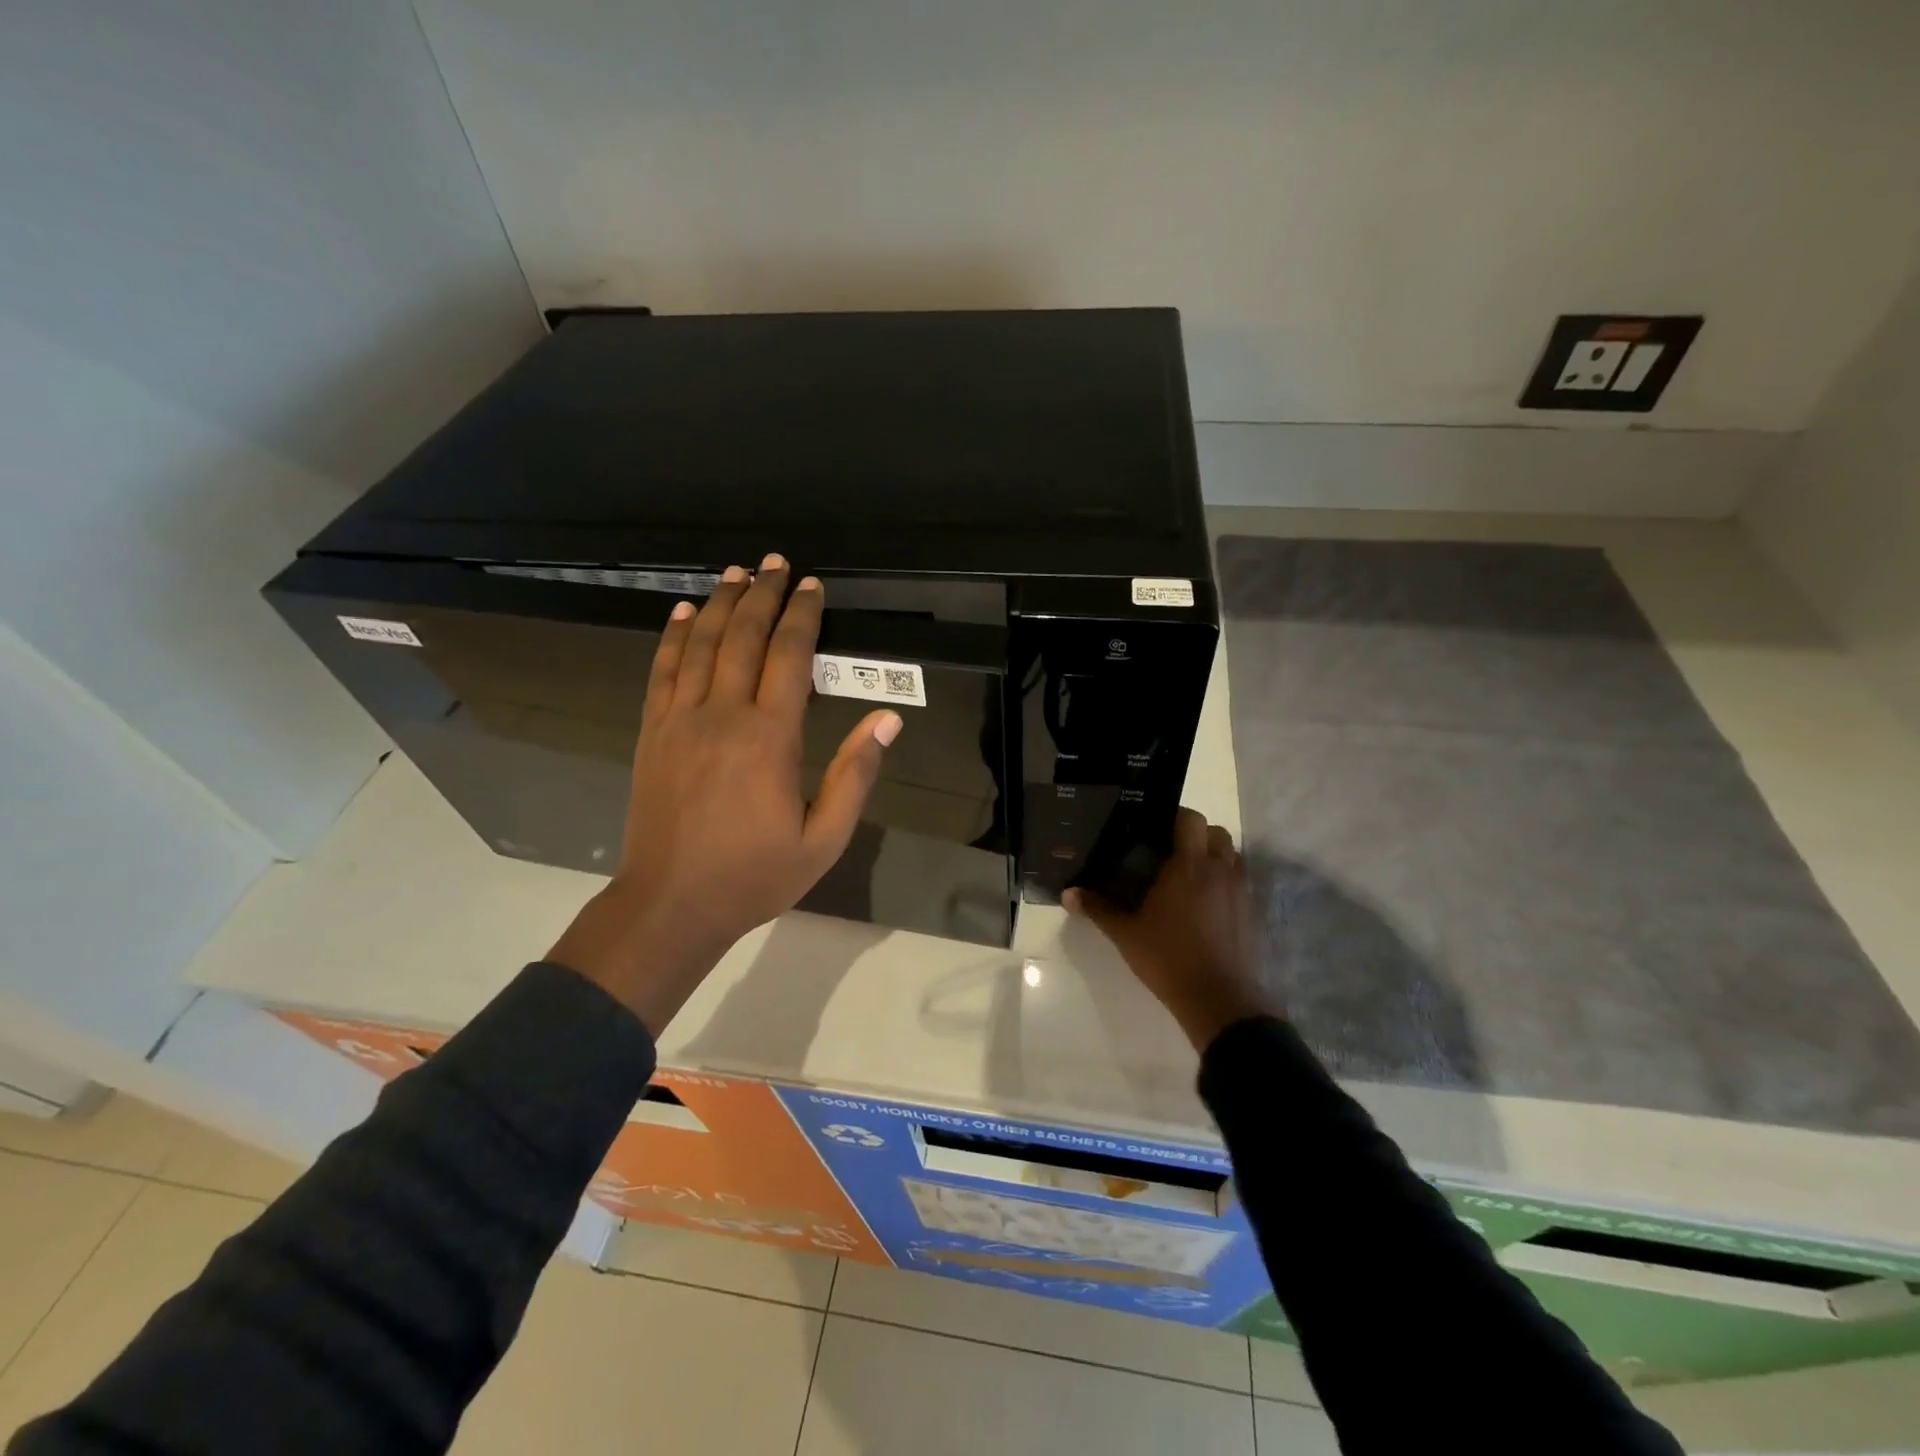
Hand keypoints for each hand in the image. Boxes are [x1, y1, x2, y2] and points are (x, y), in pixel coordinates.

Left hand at [550, 554, 901, 1033]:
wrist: (671, 904)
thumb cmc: (756, 874)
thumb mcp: (824, 838)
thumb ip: (856, 775)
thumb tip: (887, 720)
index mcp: (770, 737)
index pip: (789, 657)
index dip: (803, 616)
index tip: (812, 586)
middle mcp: (723, 715)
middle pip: (744, 637)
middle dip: (763, 595)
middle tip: (776, 563)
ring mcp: (680, 720)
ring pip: (701, 644)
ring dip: (721, 603)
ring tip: (737, 573)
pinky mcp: (652, 732)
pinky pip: (663, 671)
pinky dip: (674, 636)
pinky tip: (684, 612)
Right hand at [1065, 809, 1273, 1051]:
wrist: (1219, 999)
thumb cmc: (1169, 959)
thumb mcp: (1126, 934)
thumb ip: (1098, 909)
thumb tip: (1068, 894)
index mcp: (1189, 866)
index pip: (1191, 819)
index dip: (1175, 817)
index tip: (1155, 830)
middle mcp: (1219, 870)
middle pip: (1216, 832)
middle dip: (1196, 835)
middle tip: (1171, 853)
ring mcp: (1239, 890)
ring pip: (1232, 855)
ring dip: (1214, 855)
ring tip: (1189, 874)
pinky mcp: (1250, 911)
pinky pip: (1240, 880)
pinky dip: (1225, 880)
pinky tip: (1205, 902)